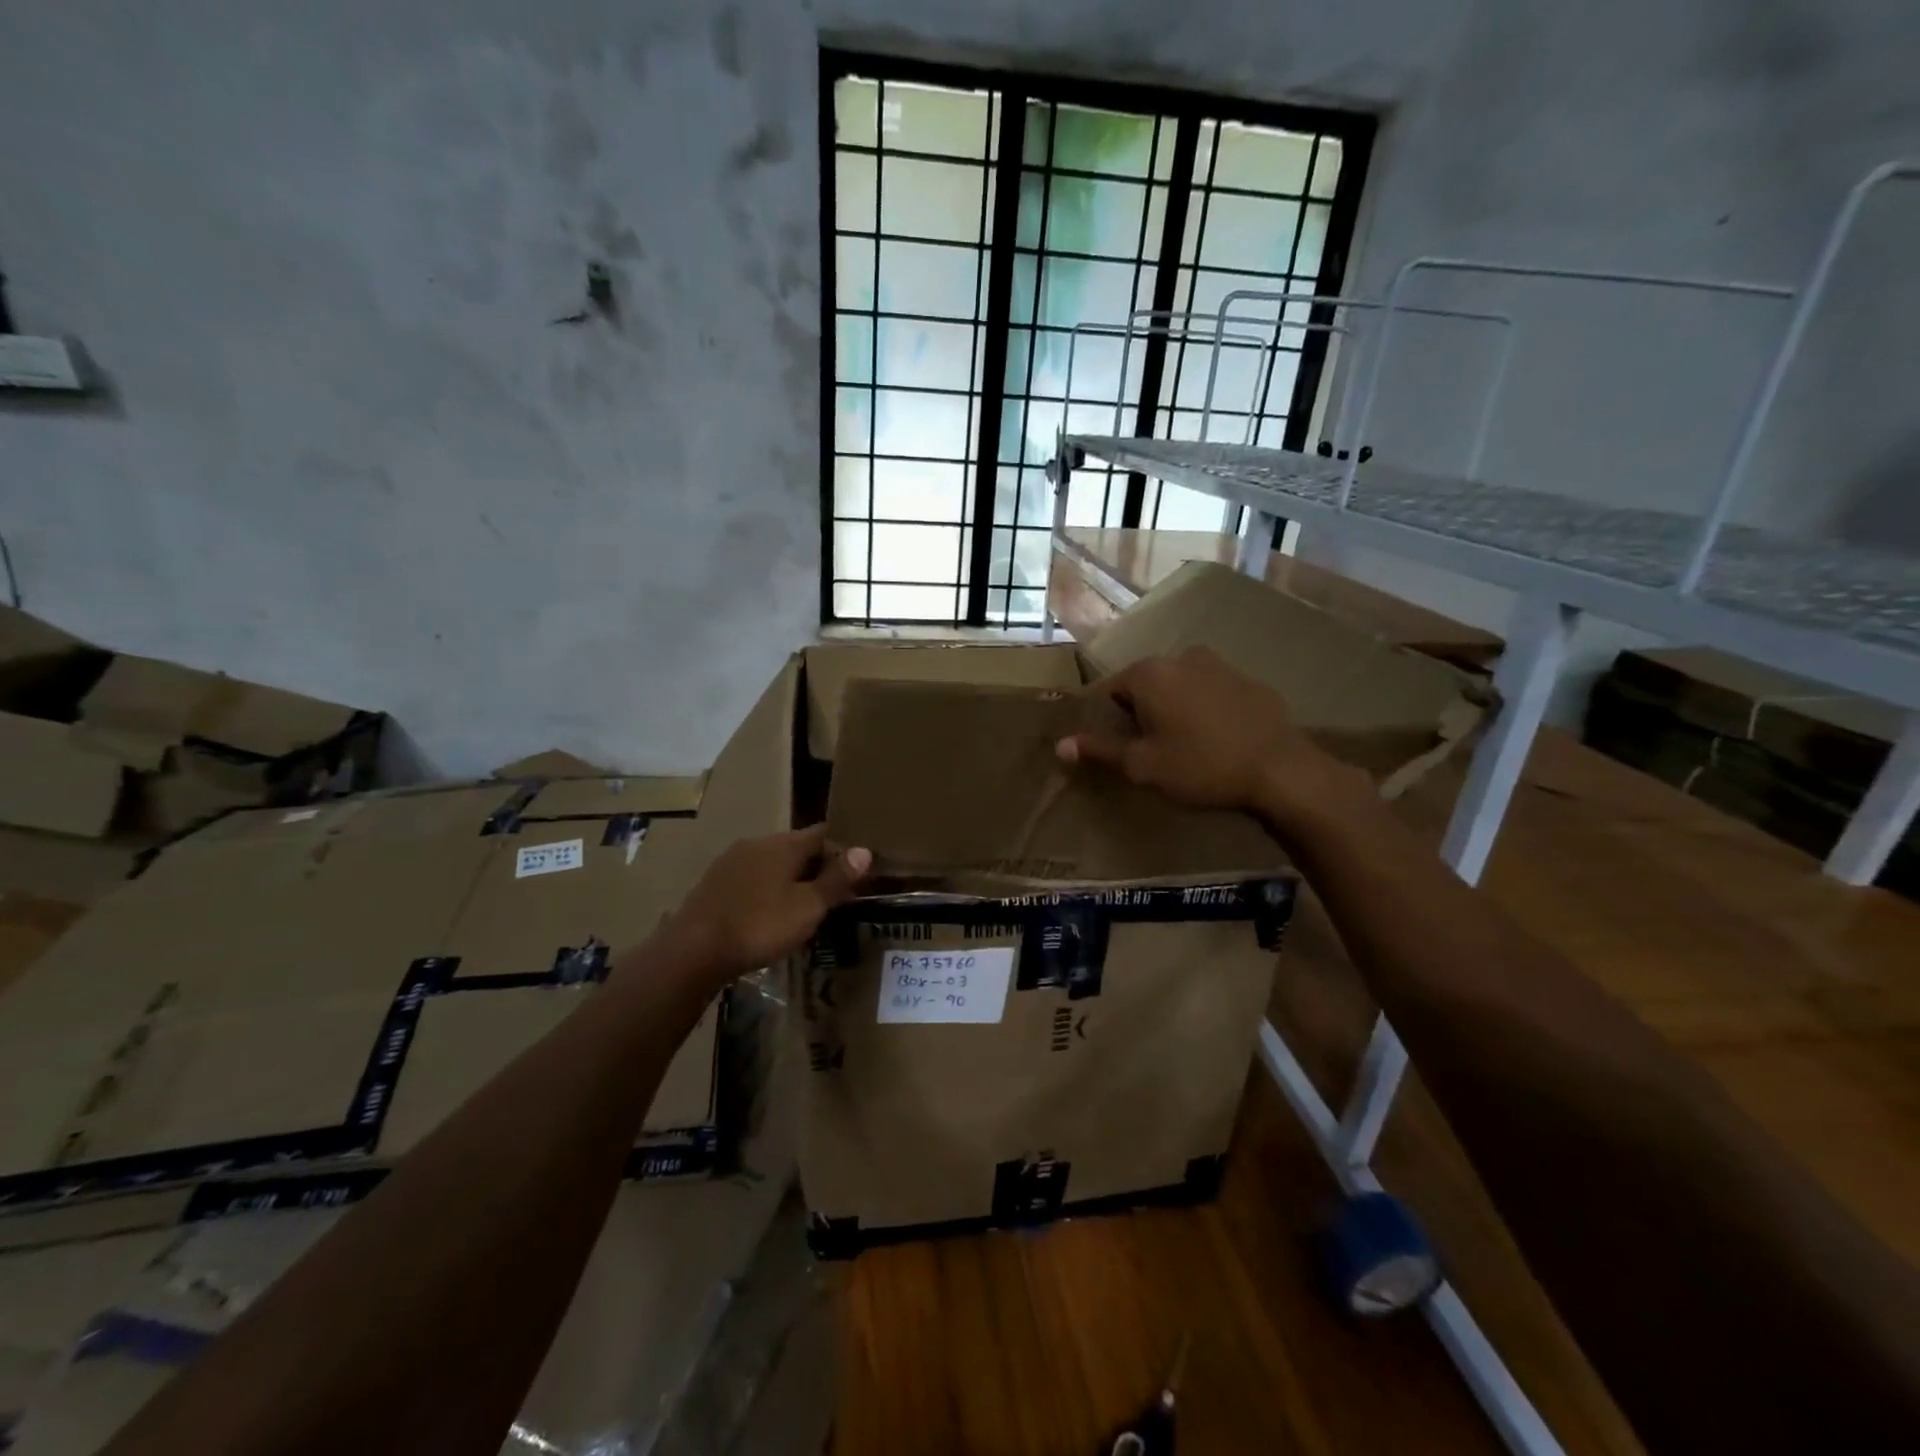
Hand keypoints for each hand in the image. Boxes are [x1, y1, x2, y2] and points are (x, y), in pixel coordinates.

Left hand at [667, 826, 869, 980]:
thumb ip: (836, 879)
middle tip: (835, 894)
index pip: (823, 833)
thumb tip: (864, 850)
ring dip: (790, 879)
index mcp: (784, 844)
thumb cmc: (760, 925)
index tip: (858, 869)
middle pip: (797, 847)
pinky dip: (767, 891)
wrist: (693, 950)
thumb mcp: (808, 907)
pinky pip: (752, 879)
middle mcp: (757, 843)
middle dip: (817, 866)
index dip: (843, 849)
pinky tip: (769, 914)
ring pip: (773, 864)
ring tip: (804, 907)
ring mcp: (731, 861)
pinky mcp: (714, 883)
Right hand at [1056, 647, 1365, 831]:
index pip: (1108, 691)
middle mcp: (1181, 657)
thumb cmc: (1200, 766)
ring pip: (1179, 686)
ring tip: (1184, 746)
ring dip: (1173, 709)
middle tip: (1148, 750)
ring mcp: (1219, 665)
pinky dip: (1205, 710)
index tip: (1115, 747)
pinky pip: (1212, 692)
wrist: (1280, 769)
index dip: (1106, 720)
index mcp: (1149, 674)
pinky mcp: (1249, 681)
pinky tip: (1216, 740)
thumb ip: (1100, 750)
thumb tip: (1060, 745)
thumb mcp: (1142, 765)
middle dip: (1140, 713)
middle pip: (1144, 685)